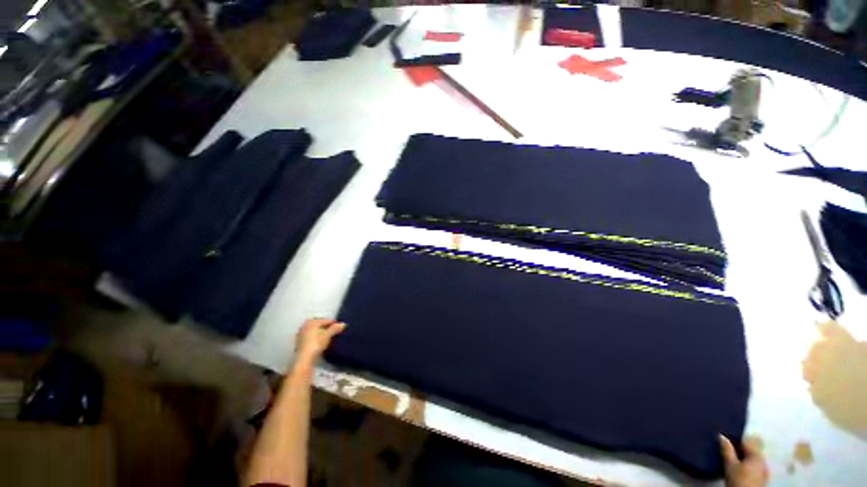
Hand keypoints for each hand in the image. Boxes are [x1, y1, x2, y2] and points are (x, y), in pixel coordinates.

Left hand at [295, 318, 345, 364]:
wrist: (304, 358)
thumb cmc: (316, 344)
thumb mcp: (328, 335)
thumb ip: (335, 328)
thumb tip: (343, 324)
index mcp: (311, 322)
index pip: (325, 320)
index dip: (333, 323)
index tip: (339, 326)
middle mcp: (305, 326)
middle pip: (319, 324)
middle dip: (326, 326)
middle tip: (334, 330)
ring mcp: (301, 334)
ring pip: (314, 330)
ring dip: (320, 331)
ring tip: (327, 335)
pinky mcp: (299, 342)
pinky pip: (310, 336)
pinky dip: (315, 337)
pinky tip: (319, 341)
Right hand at [720, 434, 768, 486]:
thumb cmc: (738, 480)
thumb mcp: (729, 465)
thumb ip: (727, 450)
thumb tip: (721, 435)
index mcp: (757, 455)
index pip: (746, 441)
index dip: (735, 438)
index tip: (725, 438)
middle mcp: (763, 460)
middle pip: (751, 450)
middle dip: (740, 448)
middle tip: (727, 448)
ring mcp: (764, 471)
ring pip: (753, 459)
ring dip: (743, 457)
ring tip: (732, 458)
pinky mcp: (762, 478)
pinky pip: (754, 466)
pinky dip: (747, 464)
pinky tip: (740, 468)